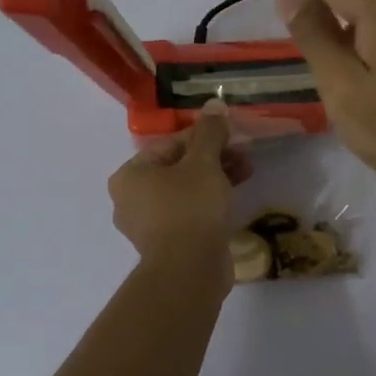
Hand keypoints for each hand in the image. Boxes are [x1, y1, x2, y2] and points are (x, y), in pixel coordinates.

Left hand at [108, 98, 249, 272]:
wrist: (189, 271)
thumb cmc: (190, 208)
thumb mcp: (204, 163)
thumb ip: (209, 132)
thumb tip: (214, 104)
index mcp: (129, 176)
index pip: (170, 145)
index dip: (204, 137)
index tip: (232, 136)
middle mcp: (130, 199)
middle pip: (177, 168)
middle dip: (213, 159)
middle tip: (243, 155)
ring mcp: (147, 226)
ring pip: (184, 192)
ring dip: (214, 179)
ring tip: (246, 173)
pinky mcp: (166, 245)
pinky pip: (187, 214)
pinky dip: (207, 204)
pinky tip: (232, 199)